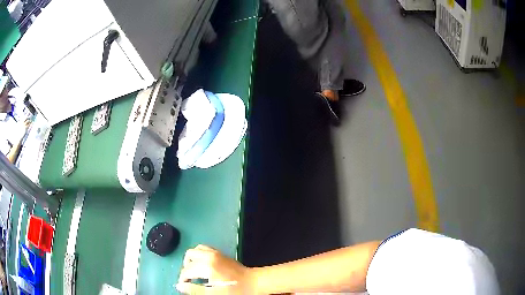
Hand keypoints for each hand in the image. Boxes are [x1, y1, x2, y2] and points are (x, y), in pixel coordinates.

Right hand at [177, 245, 255, 294]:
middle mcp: (209, 255)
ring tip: (194, 271)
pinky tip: (203, 265)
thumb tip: (179, 286)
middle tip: (189, 278)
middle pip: (189, 256)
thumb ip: (195, 290)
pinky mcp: (220, 253)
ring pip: (196, 250)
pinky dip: (199, 255)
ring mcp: (215, 252)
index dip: (182, 279)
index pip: (187, 270)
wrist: (253, 282)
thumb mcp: (214, 293)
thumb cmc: (234, 289)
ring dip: (192, 259)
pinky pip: (204, 248)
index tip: (183, 286)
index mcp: (207, 265)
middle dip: (186, 267)